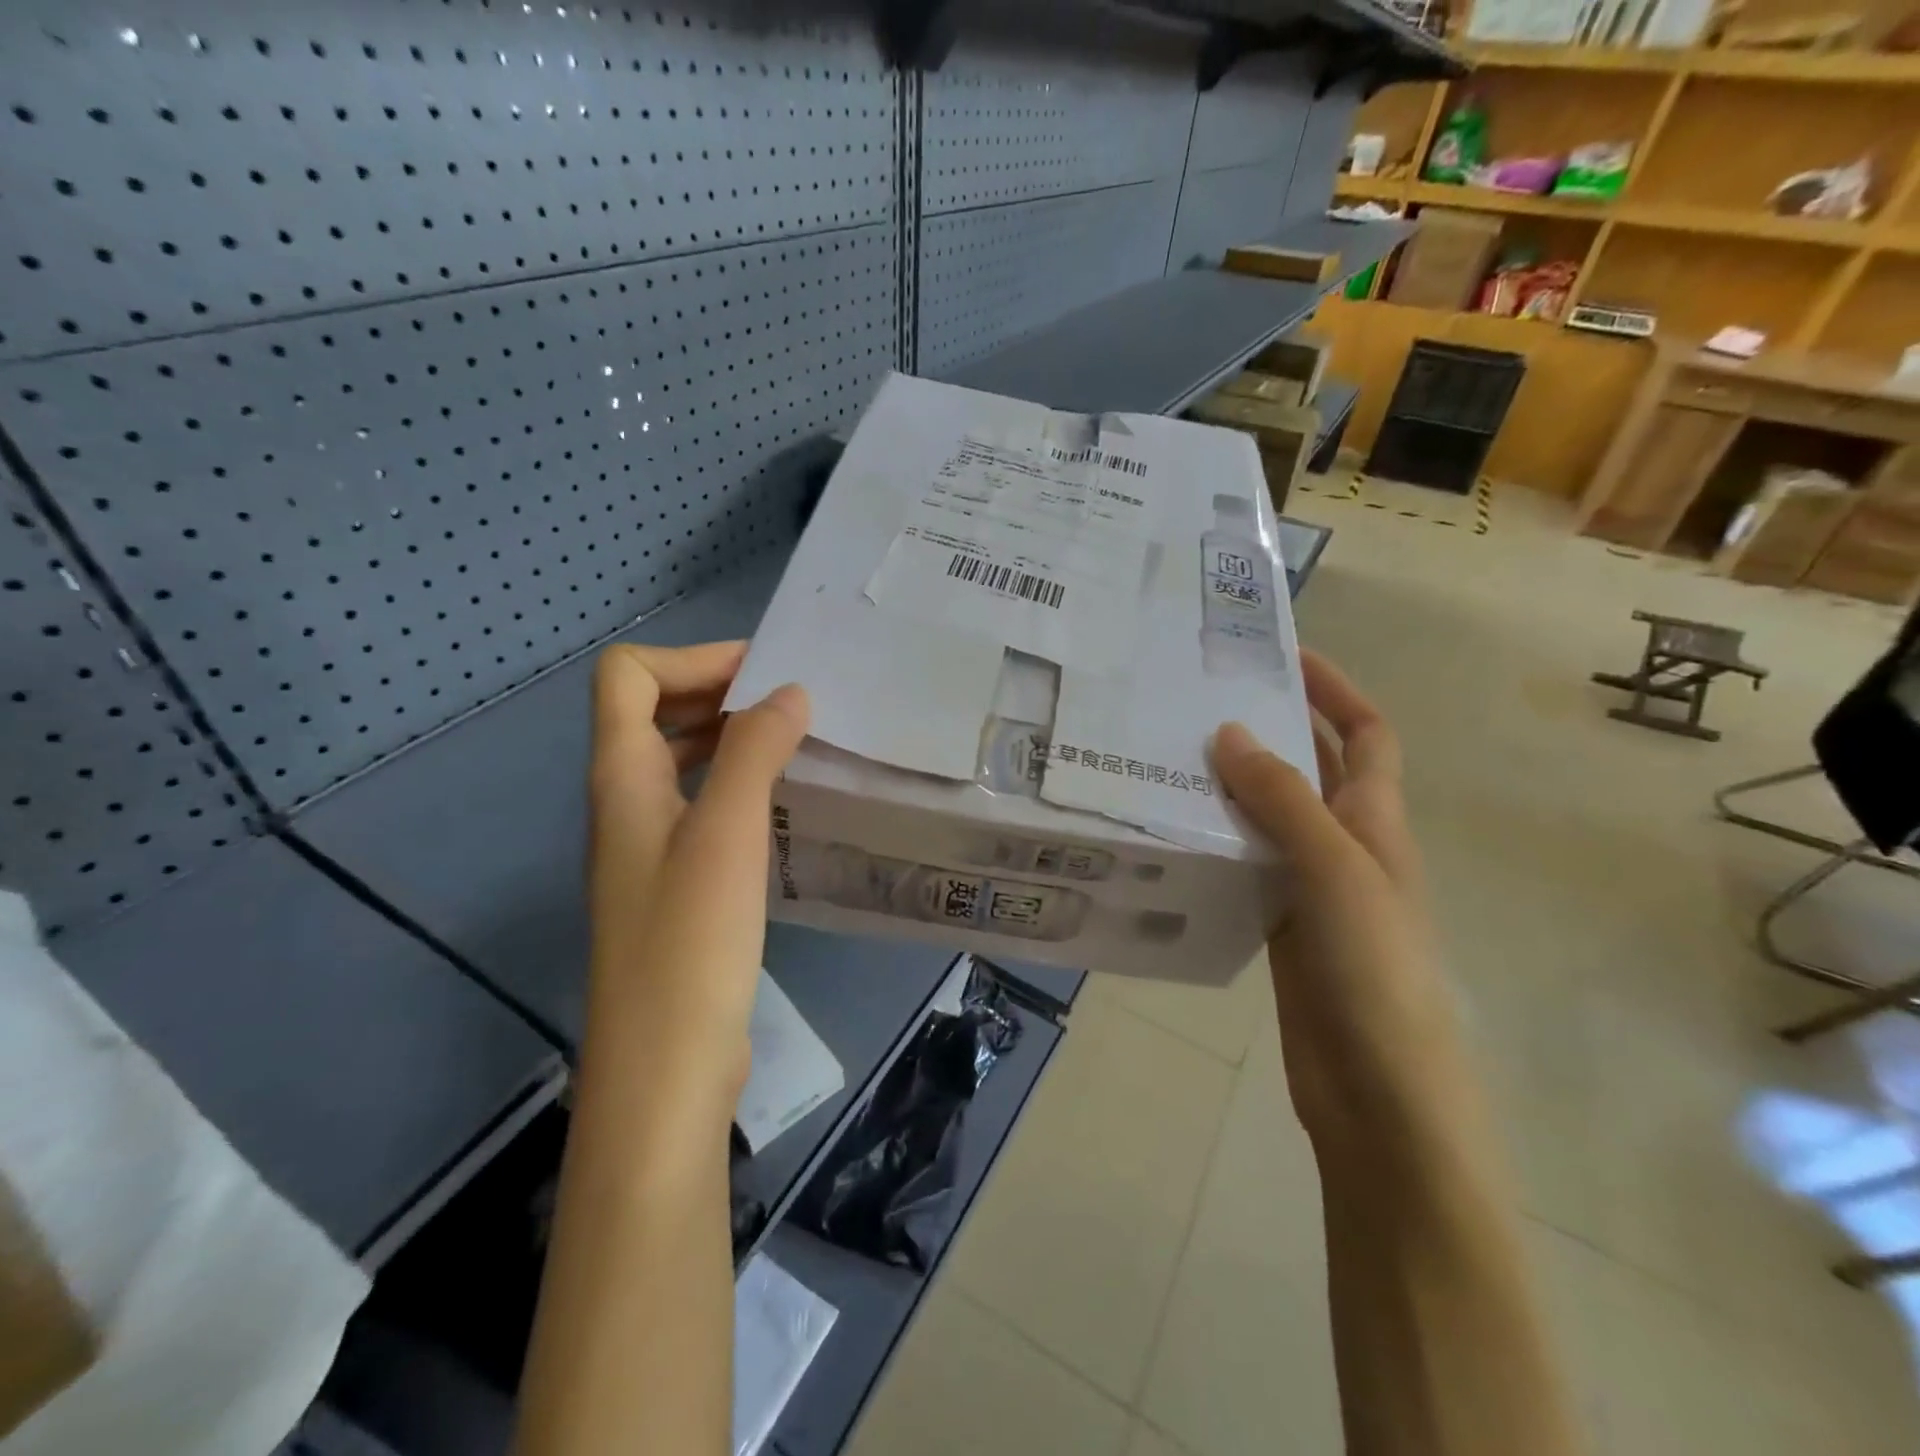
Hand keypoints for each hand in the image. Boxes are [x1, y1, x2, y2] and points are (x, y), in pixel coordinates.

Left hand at [584, 641, 808, 1099]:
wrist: (665, 1068)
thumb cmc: (690, 942)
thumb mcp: (725, 833)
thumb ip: (753, 751)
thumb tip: (789, 693)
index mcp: (621, 777)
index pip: (628, 677)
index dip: (691, 660)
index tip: (764, 676)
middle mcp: (625, 803)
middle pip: (651, 712)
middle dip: (717, 691)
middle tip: (791, 702)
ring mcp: (648, 846)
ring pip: (680, 761)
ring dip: (731, 739)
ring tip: (795, 744)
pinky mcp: (675, 884)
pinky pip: (701, 806)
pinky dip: (738, 785)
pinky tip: (783, 804)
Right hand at [1211, 650, 1454, 1147]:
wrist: (1380, 1096)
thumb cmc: (1375, 972)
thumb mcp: (1336, 871)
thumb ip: (1283, 801)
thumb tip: (1228, 733)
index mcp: (1377, 822)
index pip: (1365, 733)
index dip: (1334, 687)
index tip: (1281, 652)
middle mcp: (1347, 846)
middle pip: (1310, 768)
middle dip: (1269, 727)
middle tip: (1199, 700)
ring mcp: (1311, 888)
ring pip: (1270, 817)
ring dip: (1232, 786)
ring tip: (1169, 757)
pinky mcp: (1279, 925)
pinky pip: (1246, 864)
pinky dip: (1217, 841)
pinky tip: (1173, 833)